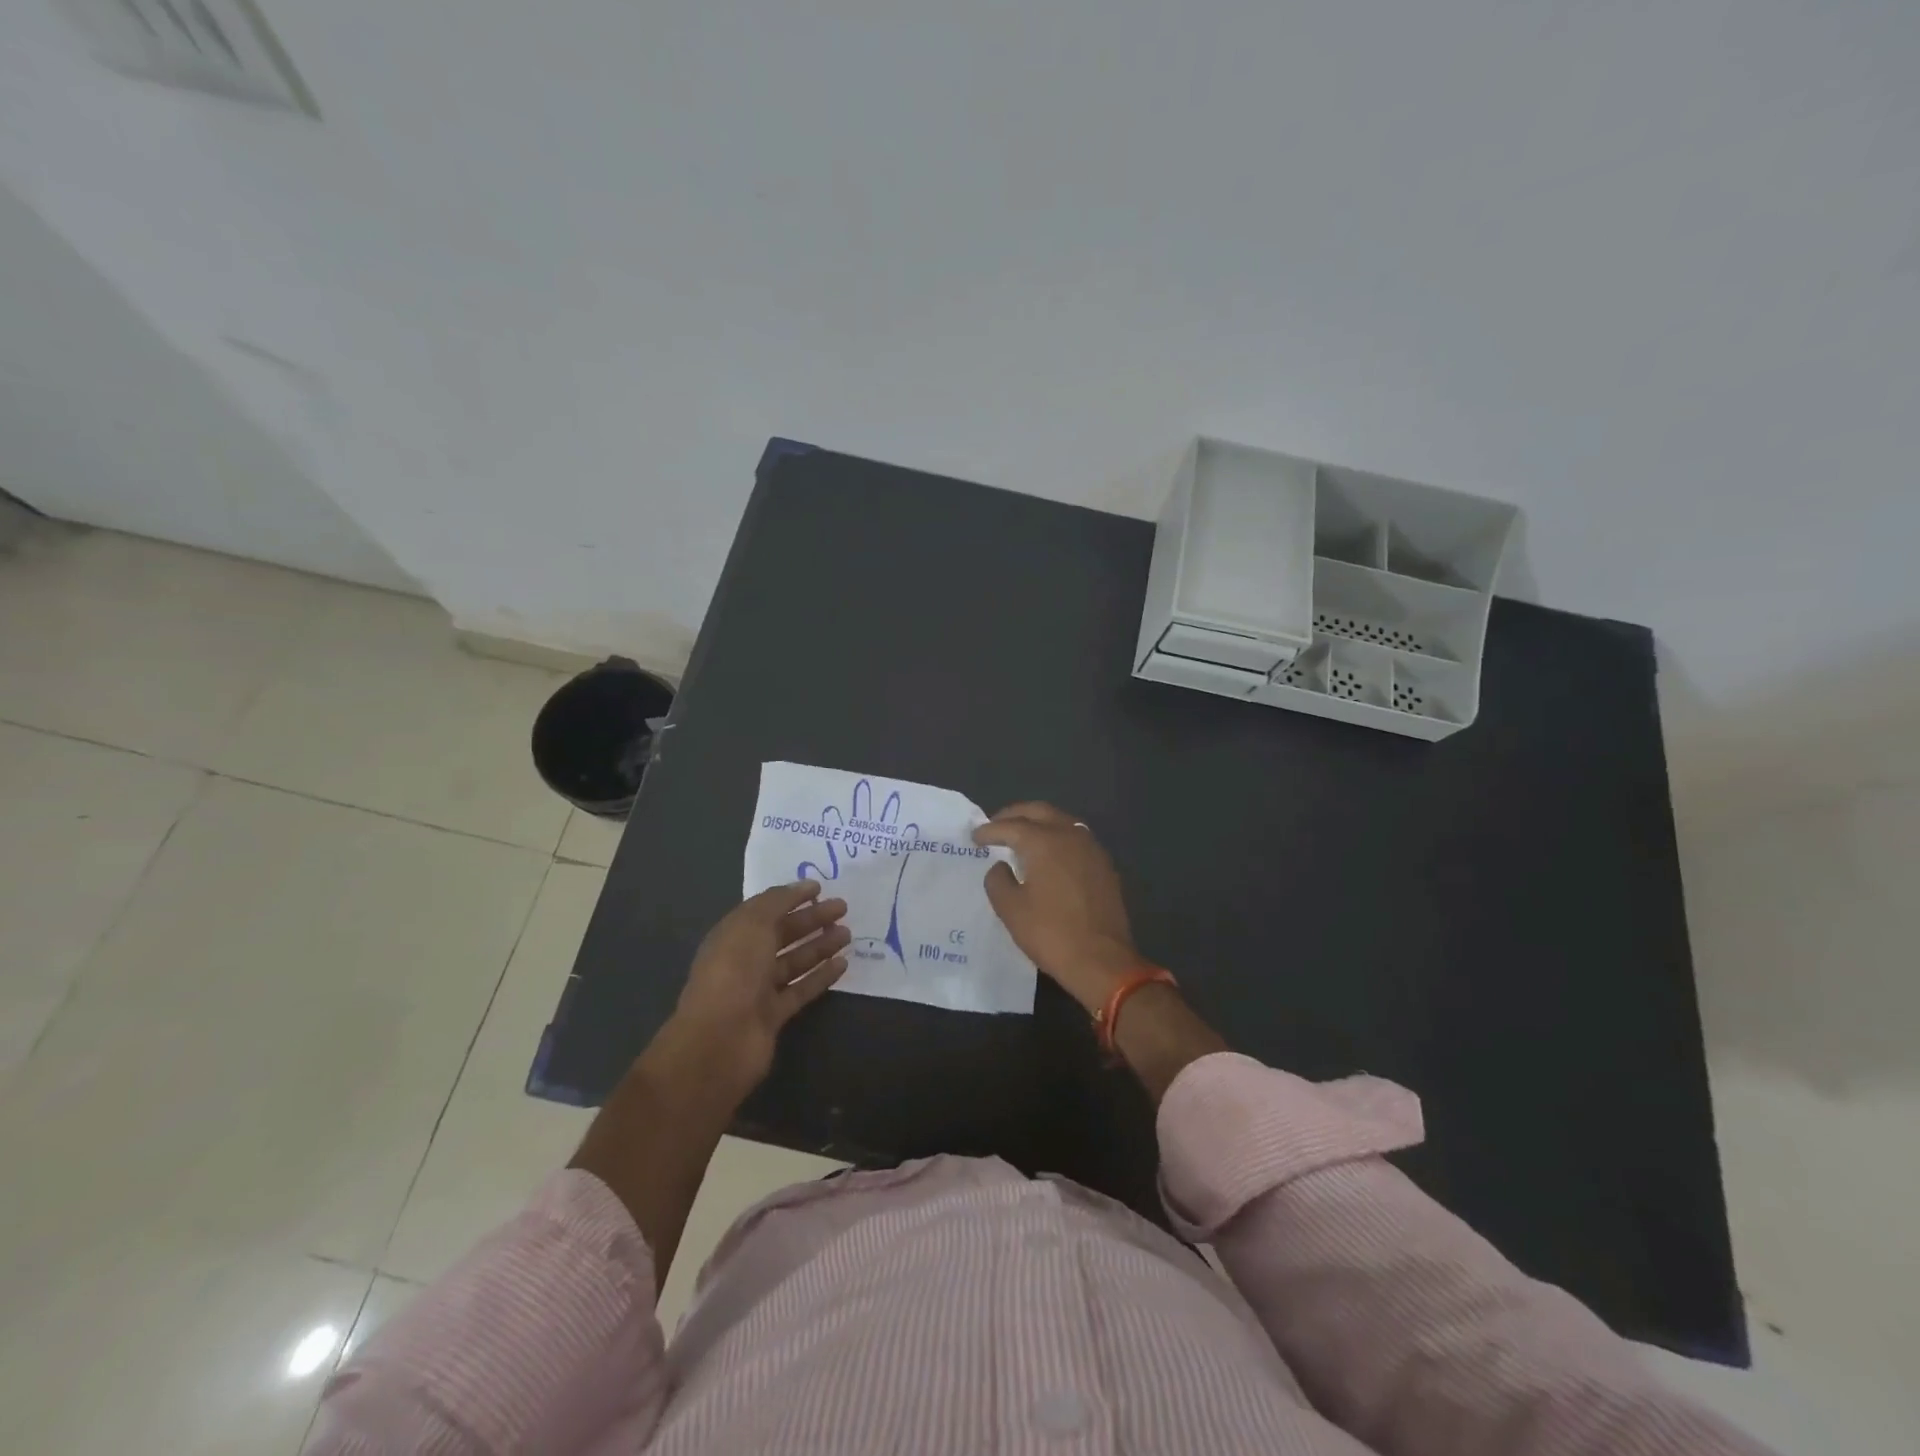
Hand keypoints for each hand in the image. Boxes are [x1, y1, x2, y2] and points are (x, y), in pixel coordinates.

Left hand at [667, 881, 850, 1096]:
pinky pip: (801, 990)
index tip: (820, 888)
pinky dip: (820, 976)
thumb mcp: (752, 925)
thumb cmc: (734, 973)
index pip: (764, 909)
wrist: (720, 1041)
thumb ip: (777, 902)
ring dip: (820, 946)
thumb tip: (801, 887)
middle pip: (782, 934)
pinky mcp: (773, 1016)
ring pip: (794, 961)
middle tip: (843, 908)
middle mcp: (744, 960)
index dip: (790, 897)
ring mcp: (758, 990)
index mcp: (733, 935)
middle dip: (811, 919)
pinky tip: (842, 964)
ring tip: (847, 934)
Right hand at [973, 803, 1139, 1014]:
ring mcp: (1092, 848)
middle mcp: (1070, 835)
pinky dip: (1057, 837)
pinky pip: (1076, 838)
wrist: (1102, 960)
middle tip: (996, 824)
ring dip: (1039, 822)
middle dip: (1015, 814)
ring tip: (1022, 836)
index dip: (989, 830)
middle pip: (1039, 811)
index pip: (1011, 826)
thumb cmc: (1050, 933)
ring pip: (1061, 821)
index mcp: (1044, 841)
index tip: (975, 837)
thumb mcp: (1011, 909)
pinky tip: (1049, 854)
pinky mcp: (1104, 865)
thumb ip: (998, 880)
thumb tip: (1001, 866)